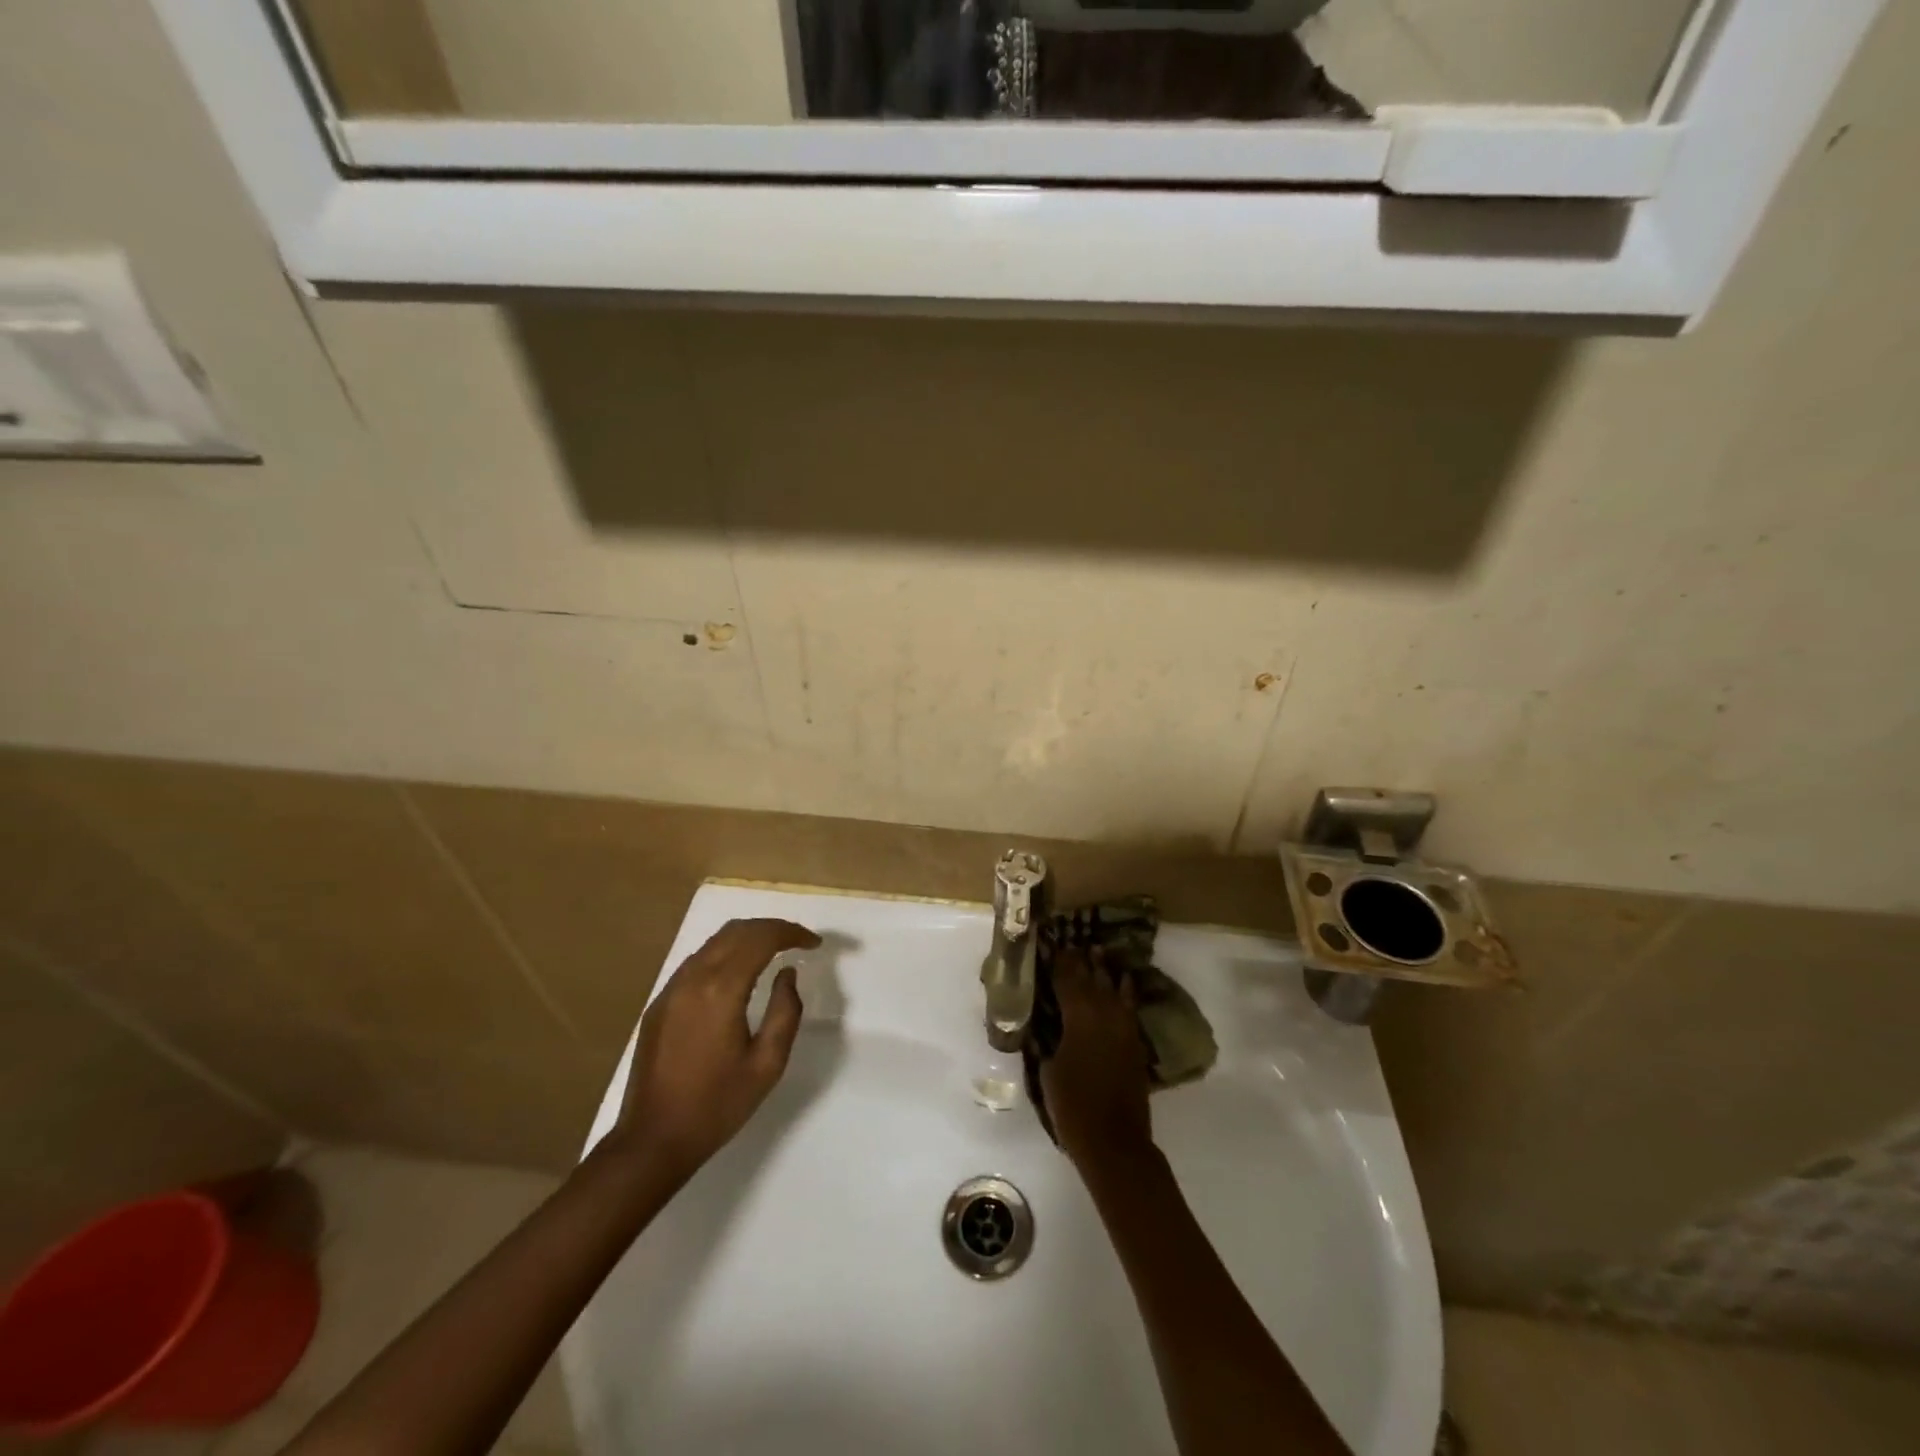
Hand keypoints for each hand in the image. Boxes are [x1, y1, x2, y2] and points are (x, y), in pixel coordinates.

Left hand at [610, 918, 819, 1187]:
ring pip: (713, 942)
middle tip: (798, 941)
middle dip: (771, 928)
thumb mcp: (767, 1065)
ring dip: (747, 937)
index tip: (814, 943)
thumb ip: (785, 1011)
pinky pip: (697, 961)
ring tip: (773, 951)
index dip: (791, 933)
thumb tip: (787, 974)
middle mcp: (692, 978)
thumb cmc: (717, 1106)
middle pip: (736, 931)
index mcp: (720, 990)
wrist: (652, 1141)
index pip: (760, 939)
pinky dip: (725, 953)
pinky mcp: (659, 1003)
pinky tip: (739, 973)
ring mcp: (671, 989)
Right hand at [1041, 949, 1154, 1174]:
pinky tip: (1124, 982)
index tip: (1053, 945)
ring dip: (1104, 970)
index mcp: (1079, 1018)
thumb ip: (1047, 1043)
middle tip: (1073, 943)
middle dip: (1081, 961)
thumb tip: (1046, 1029)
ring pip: (1113, 988)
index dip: (1060, 962)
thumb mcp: (1048, 1071)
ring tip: (1098, 952)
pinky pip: (1129, 1007)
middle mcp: (1104, 1014)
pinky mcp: (1135, 1043)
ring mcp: (1123, 1028)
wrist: (1114, 1141)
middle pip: (1091, 979)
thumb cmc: (1072, 1107)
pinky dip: (1126, 991)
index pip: (1067, 981)